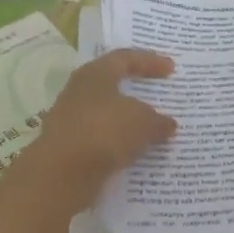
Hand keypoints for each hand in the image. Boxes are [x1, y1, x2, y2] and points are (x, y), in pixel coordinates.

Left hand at [20, 49, 176, 213]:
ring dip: (129, 122)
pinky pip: (102, 140)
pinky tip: (137, 152)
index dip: (150, 61)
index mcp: (95, 74)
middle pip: (113, 85)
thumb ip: (158, 120)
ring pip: (107, 115)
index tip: (172, 69)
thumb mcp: (143, 122)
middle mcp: (79, 92)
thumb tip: (168, 124)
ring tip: (153, 129)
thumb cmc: (104, 131)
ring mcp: (72, 121)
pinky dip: (120, 144)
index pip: (125, 58)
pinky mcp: (70, 148)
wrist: (61, 174)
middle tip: (160, 95)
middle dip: (137, 92)